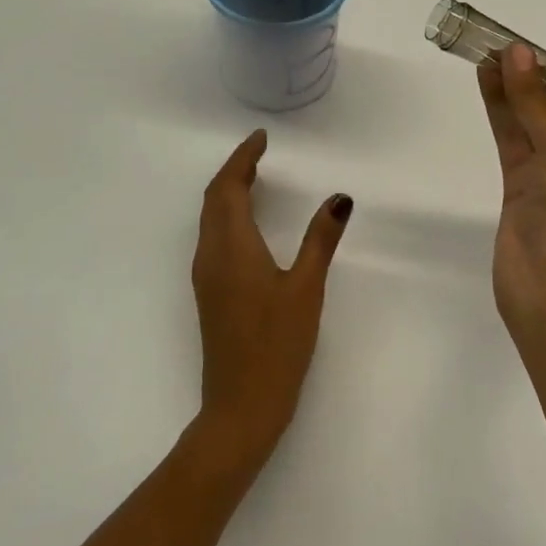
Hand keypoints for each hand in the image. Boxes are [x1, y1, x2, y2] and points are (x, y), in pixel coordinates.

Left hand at [190, 130, 352, 469]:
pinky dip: (227, 214)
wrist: (240, 407)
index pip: (229, 187)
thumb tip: (339, 198)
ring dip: (228, 191)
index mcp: (232, 247)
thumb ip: (321, 240)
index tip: (261, 138)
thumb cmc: (276, 346)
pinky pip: (212, 236)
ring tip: (255, 178)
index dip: (243, 158)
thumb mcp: (306, 289)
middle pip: (214, 198)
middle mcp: (210, 255)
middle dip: (234, 170)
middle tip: (260, 152)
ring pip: (210, 218)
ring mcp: (206, 275)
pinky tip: (249, 224)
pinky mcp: (209, 292)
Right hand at [477, 45, 545, 330]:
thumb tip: (517, 52)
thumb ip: (535, 102)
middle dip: (544, 85)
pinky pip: (512, 144)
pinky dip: (500, 114)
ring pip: (533, 126)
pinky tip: (485, 86)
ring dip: (516, 94)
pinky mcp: (520, 193)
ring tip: (489, 58)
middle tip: (513, 51)